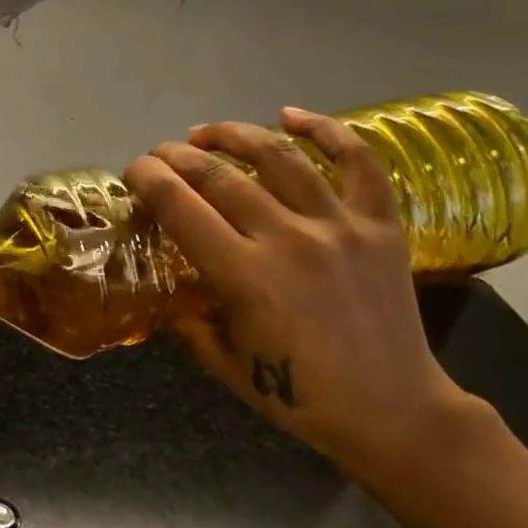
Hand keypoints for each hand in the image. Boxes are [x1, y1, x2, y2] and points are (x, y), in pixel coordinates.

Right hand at [123, 108, 475, 481]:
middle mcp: (287, 239)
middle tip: (160, 156)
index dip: (147, 177)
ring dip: (233, 135)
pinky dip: (325, 131)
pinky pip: (357, 162)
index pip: (179, 205)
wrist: (394, 412)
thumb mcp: (223, 363)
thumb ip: (188, 319)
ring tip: (206, 132)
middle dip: (177, 156)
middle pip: (219, 174)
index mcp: (243, 275)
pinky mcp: (381, 226)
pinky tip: (291, 115)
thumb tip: (169, 288)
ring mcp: (339, 227)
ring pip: (278, 157)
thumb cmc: (298, 397)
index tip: (134, 172)